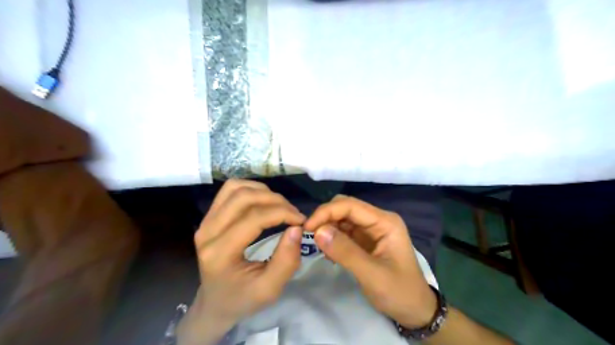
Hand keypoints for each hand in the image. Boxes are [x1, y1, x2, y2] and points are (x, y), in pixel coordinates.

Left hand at [177, 180, 303, 344]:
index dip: (282, 213)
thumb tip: (296, 228)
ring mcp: (205, 221)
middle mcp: (207, 232)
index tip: (301, 220)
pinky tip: (264, 201)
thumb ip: (286, 261)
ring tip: (280, 206)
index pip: (254, 218)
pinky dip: (251, 189)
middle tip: (293, 212)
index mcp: (219, 253)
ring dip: (263, 191)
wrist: (215, 302)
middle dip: (275, 200)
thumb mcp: (269, 289)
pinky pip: (229, 190)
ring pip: (235, 188)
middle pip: (243, 197)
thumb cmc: (243, 298)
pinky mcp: (208, 216)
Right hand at [304, 196, 435, 327]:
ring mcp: (371, 229)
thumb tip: (317, 232)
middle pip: (345, 207)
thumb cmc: (399, 292)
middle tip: (310, 236)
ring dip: (327, 228)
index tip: (307, 228)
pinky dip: (332, 237)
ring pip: (342, 218)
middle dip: (325, 218)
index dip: (326, 212)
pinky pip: (343, 231)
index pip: (350, 205)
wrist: (415, 310)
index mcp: (385, 222)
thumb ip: (345, 252)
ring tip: (320, 247)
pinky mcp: (365, 240)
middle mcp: (378, 220)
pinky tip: (328, 252)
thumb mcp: (372, 275)